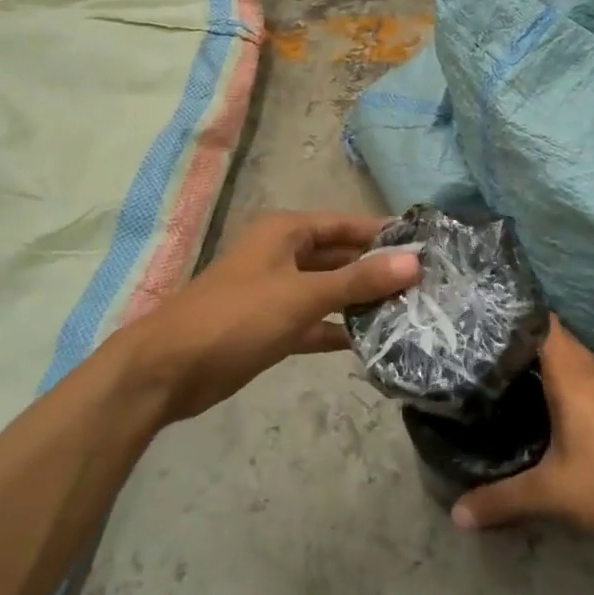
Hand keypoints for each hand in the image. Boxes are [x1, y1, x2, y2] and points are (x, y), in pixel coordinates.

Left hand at [121, 211, 419, 423]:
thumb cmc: (236, 317)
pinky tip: (371, 342)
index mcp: (287, 232)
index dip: (383, 234)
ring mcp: (277, 292)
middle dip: (377, 270)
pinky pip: (314, 321)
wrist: (168, 370)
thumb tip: (414, 263)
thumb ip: (358, 279)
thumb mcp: (302, 295)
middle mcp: (283, 255)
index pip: (346, 224)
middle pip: (340, 256)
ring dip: (361, 301)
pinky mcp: (271, 326)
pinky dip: (338, 329)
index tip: (426, 246)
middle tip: (425, 285)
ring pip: (329, 290)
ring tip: (409, 312)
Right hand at [451, 320, 593, 543]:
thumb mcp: (551, 493)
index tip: (477, 315)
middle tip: (474, 344)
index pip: (539, 320)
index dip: (510, 313)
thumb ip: (501, 499)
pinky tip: (537, 399)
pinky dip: (555, 377)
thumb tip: (457, 513)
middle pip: (549, 336)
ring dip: (537, 358)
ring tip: (497, 366)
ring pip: (565, 356)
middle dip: (515, 338)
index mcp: (570, 372)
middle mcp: (588, 368)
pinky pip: (578, 374)